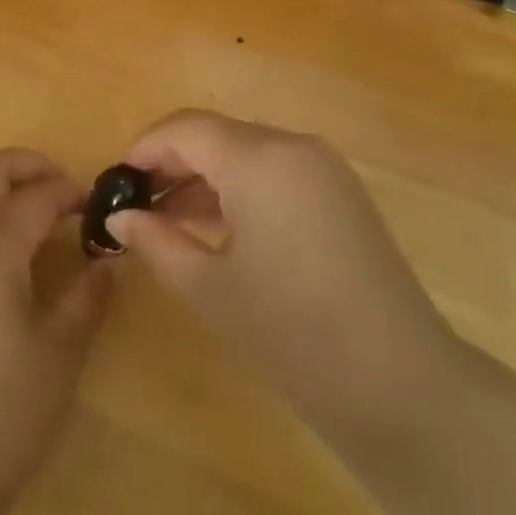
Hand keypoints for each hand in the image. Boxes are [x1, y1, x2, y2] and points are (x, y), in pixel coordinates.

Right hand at [107, 111, 459, 452]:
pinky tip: (218, 227)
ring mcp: (324, 167)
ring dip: (205, 176)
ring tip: (169, 220)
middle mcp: (293, 146)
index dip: (144, 149)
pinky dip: (241, 188)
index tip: (116, 184)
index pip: (185, 129)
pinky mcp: (342, 192)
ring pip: (247, 151)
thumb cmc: (291, 334)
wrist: (400, 385)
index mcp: (259, 159)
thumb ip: (156, 241)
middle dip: (172, 163)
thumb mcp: (208, 288)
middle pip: (216, 134)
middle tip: (137, 206)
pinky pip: (277, 171)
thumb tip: (119, 217)